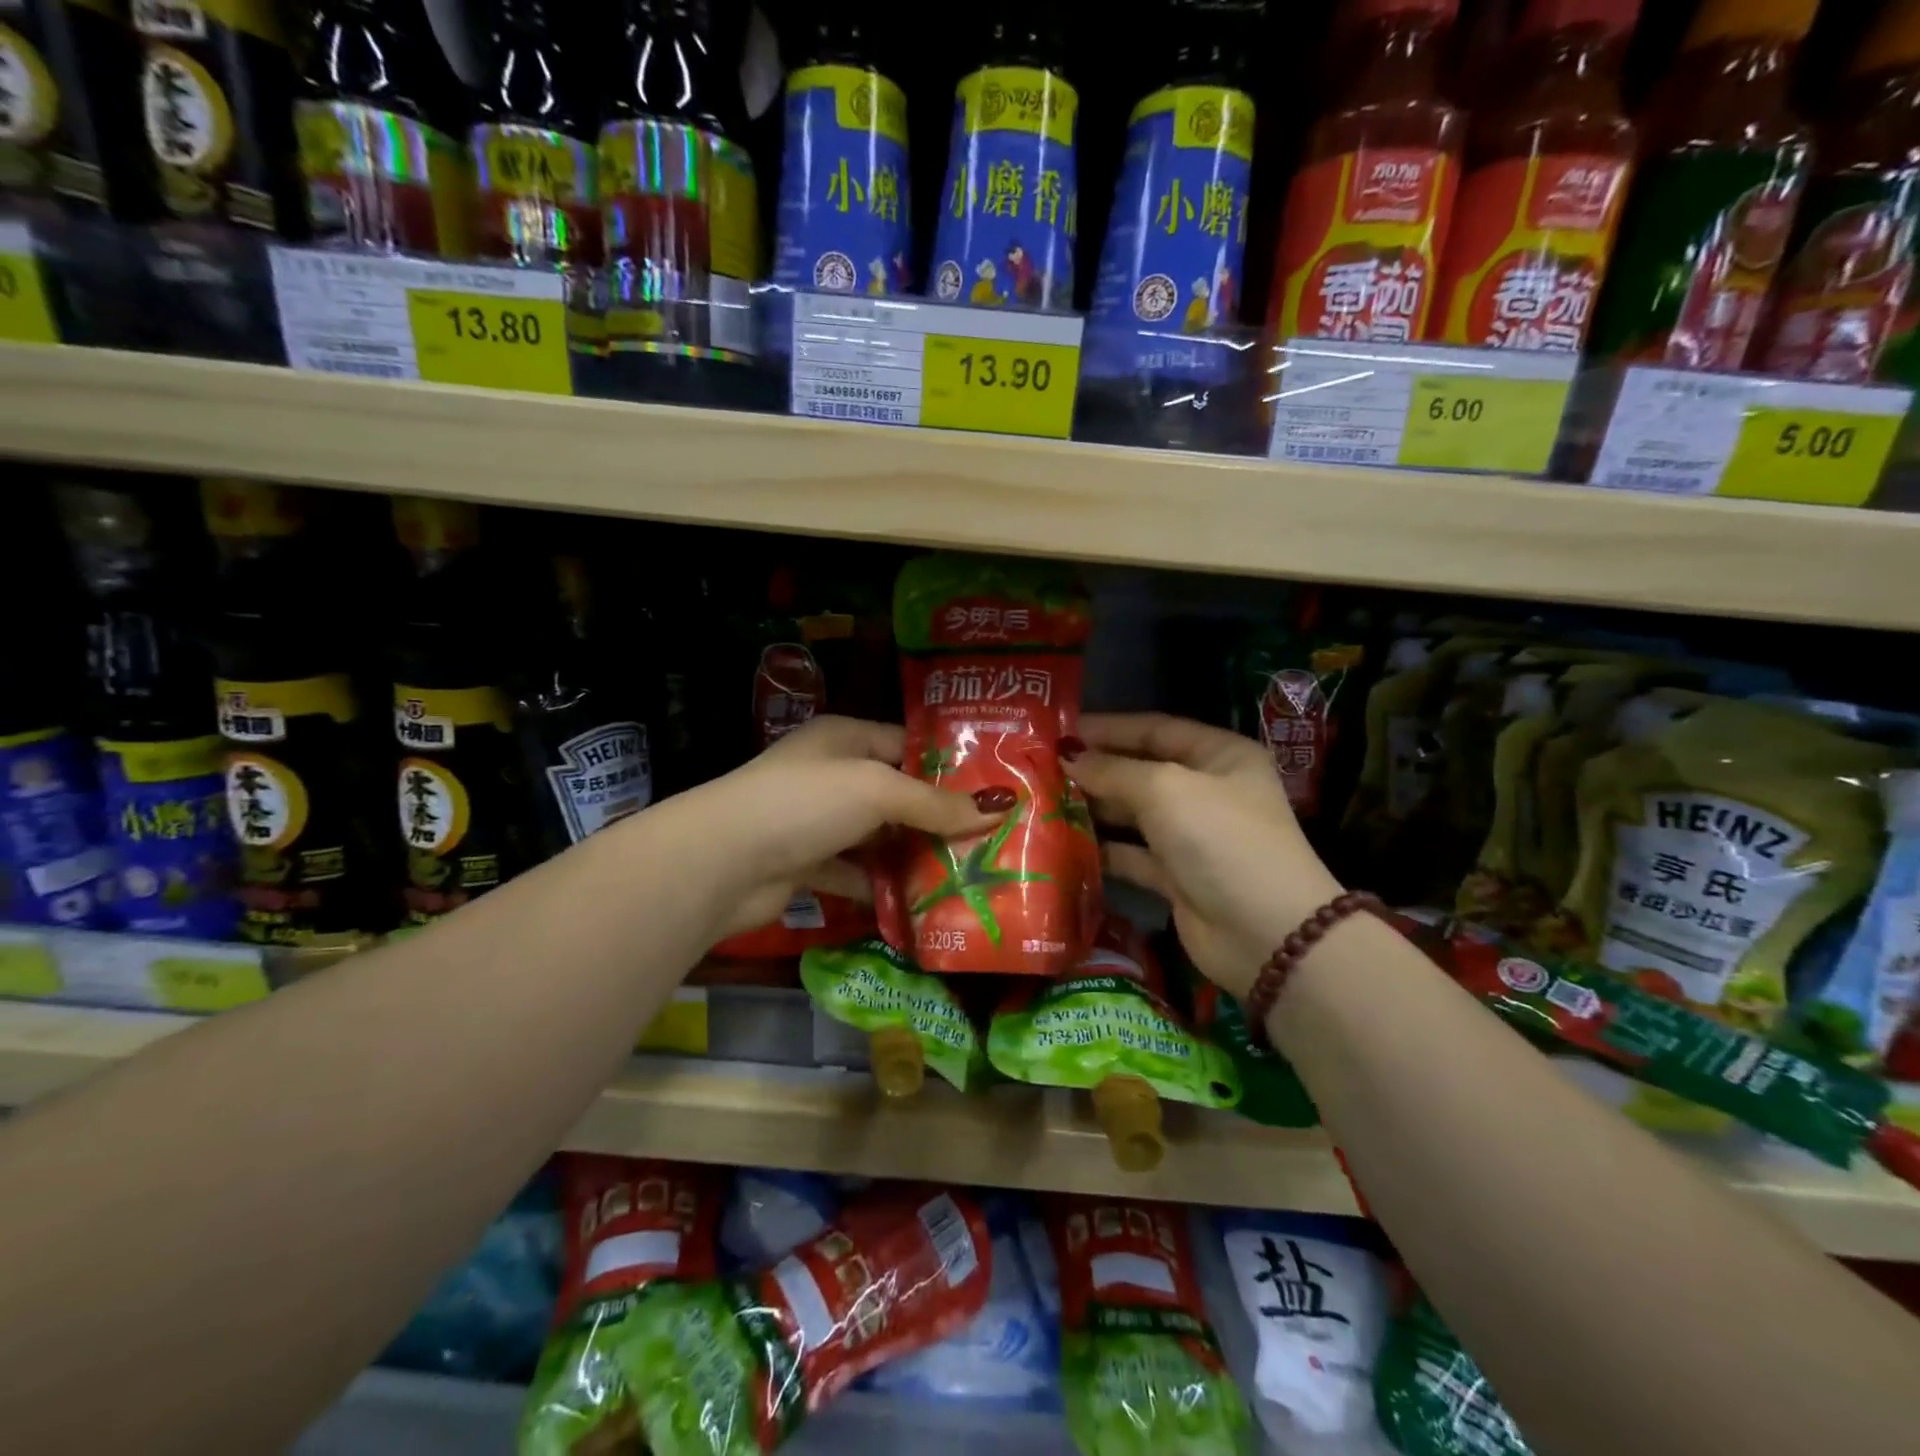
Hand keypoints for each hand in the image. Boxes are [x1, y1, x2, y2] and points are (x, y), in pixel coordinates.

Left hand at [672, 716, 1002, 939]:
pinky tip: (917, 903)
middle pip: (894, 794)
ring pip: (876, 836)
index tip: (991, 790)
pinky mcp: (805, 864)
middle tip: (987, 838)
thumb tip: (998, 809)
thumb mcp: (877, 790)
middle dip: (935, 816)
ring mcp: (814, 821)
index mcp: (843, 738)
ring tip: (964, 873)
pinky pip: (854, 873)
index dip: (946, 765)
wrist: (721, 862)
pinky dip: (879, 887)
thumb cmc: (805, 803)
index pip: (905, 744)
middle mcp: (829, 775)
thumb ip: (934, 803)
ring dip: (911, 855)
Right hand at [1065, 713, 1343, 999]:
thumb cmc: (1221, 840)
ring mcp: (1193, 836)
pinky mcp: (1177, 877)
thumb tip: (1069, 758)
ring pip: (1133, 814)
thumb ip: (1113, 771)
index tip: (1059, 731)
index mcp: (1219, 755)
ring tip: (1044, 802)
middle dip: (1095, 769)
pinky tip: (1064, 844)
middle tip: (1041, 768)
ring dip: (1094, 808)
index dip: (1108, 728)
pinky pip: (1132, 855)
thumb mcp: (1166, 790)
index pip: (1155, 729)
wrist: (1265, 934)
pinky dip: (1103, 850)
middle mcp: (1207, 790)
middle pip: (1141, 770)